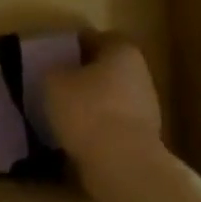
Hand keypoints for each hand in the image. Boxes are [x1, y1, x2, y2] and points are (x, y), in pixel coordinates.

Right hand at [46, 36, 162, 155]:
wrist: (122, 164)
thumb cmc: (87, 110)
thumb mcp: (54, 82)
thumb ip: (54, 70)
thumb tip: (58, 73)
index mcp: (122, 51)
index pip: (98, 38)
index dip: (76, 45)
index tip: (56, 56)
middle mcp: (140, 73)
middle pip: (108, 68)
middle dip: (85, 75)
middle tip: (58, 84)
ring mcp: (146, 107)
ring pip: (112, 97)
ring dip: (92, 103)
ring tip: (64, 114)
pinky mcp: (143, 137)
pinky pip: (114, 124)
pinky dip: (98, 127)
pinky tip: (77, 136)